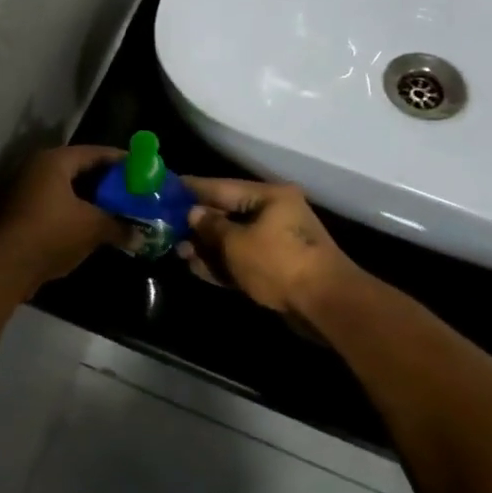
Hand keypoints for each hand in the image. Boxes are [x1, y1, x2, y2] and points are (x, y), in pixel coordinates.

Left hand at [0, 145, 130, 291]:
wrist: (6, 265)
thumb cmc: (52, 233)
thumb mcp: (92, 228)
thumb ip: (119, 227)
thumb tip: (141, 237)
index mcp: (55, 161)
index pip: (95, 153)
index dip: (121, 161)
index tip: (142, 169)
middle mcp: (37, 169)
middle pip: (80, 170)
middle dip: (107, 183)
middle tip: (132, 191)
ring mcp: (26, 191)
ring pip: (67, 190)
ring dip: (91, 201)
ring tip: (117, 211)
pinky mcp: (21, 213)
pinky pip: (56, 206)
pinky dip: (75, 213)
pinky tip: (93, 227)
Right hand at [178, 177, 361, 319]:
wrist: (325, 305)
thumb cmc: (279, 263)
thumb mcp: (237, 243)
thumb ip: (211, 226)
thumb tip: (193, 212)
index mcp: (269, 196)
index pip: (222, 187)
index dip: (192, 189)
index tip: (166, 188)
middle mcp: (274, 214)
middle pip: (228, 213)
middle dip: (198, 223)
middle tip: (166, 227)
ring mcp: (277, 242)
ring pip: (233, 240)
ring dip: (207, 247)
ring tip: (179, 252)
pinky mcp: (276, 268)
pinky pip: (243, 260)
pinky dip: (222, 263)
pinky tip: (198, 269)